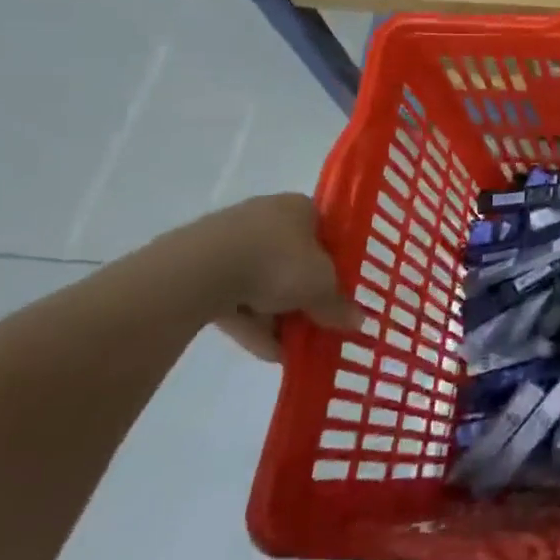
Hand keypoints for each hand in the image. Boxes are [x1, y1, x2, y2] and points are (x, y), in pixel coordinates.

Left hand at [169, 194, 355, 360]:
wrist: (201, 269)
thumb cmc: (278, 262)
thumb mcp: (321, 286)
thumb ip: (338, 305)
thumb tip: (358, 322)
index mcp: (300, 208)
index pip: (325, 234)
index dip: (334, 265)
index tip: (338, 293)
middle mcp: (266, 216)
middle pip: (293, 261)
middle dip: (304, 296)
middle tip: (315, 324)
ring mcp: (230, 241)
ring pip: (262, 282)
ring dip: (278, 316)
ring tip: (290, 350)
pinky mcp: (201, 268)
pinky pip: (235, 297)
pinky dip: (251, 323)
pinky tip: (265, 351)